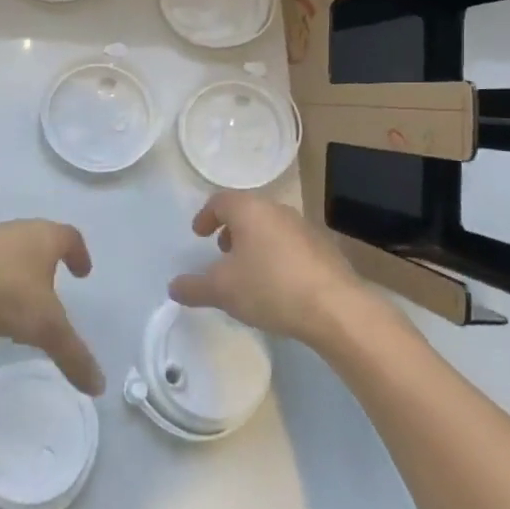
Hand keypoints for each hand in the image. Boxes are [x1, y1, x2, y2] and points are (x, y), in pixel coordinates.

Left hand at [0, 220, 104, 394]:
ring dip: (17, 272)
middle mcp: (17, 230)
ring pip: (9, 252)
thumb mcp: (45, 328)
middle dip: (47, 264)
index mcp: (44, 237)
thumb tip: (99, 386)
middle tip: (51, 289)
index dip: (79, 254)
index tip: (82, 272)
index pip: (70, 237)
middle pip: (38, 241)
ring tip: (17, 303)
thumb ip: (73, 355)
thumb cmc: (5, 292)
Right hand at [168, 191, 371, 343]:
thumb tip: (173, 287)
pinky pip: (291, 243)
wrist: (335, 308)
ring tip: (249, 270)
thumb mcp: (222, 290)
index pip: (220, 200)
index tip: (199, 234)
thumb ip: (193, 287)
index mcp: (249, 210)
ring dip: (255, 242)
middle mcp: (277, 210)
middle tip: (222, 251)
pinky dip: (277, 254)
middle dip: (231, 228)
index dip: (206, 216)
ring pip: (271, 226)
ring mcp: (305, 227)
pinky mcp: (325, 248)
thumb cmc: (269, 288)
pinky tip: (277, 283)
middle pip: (248, 210)